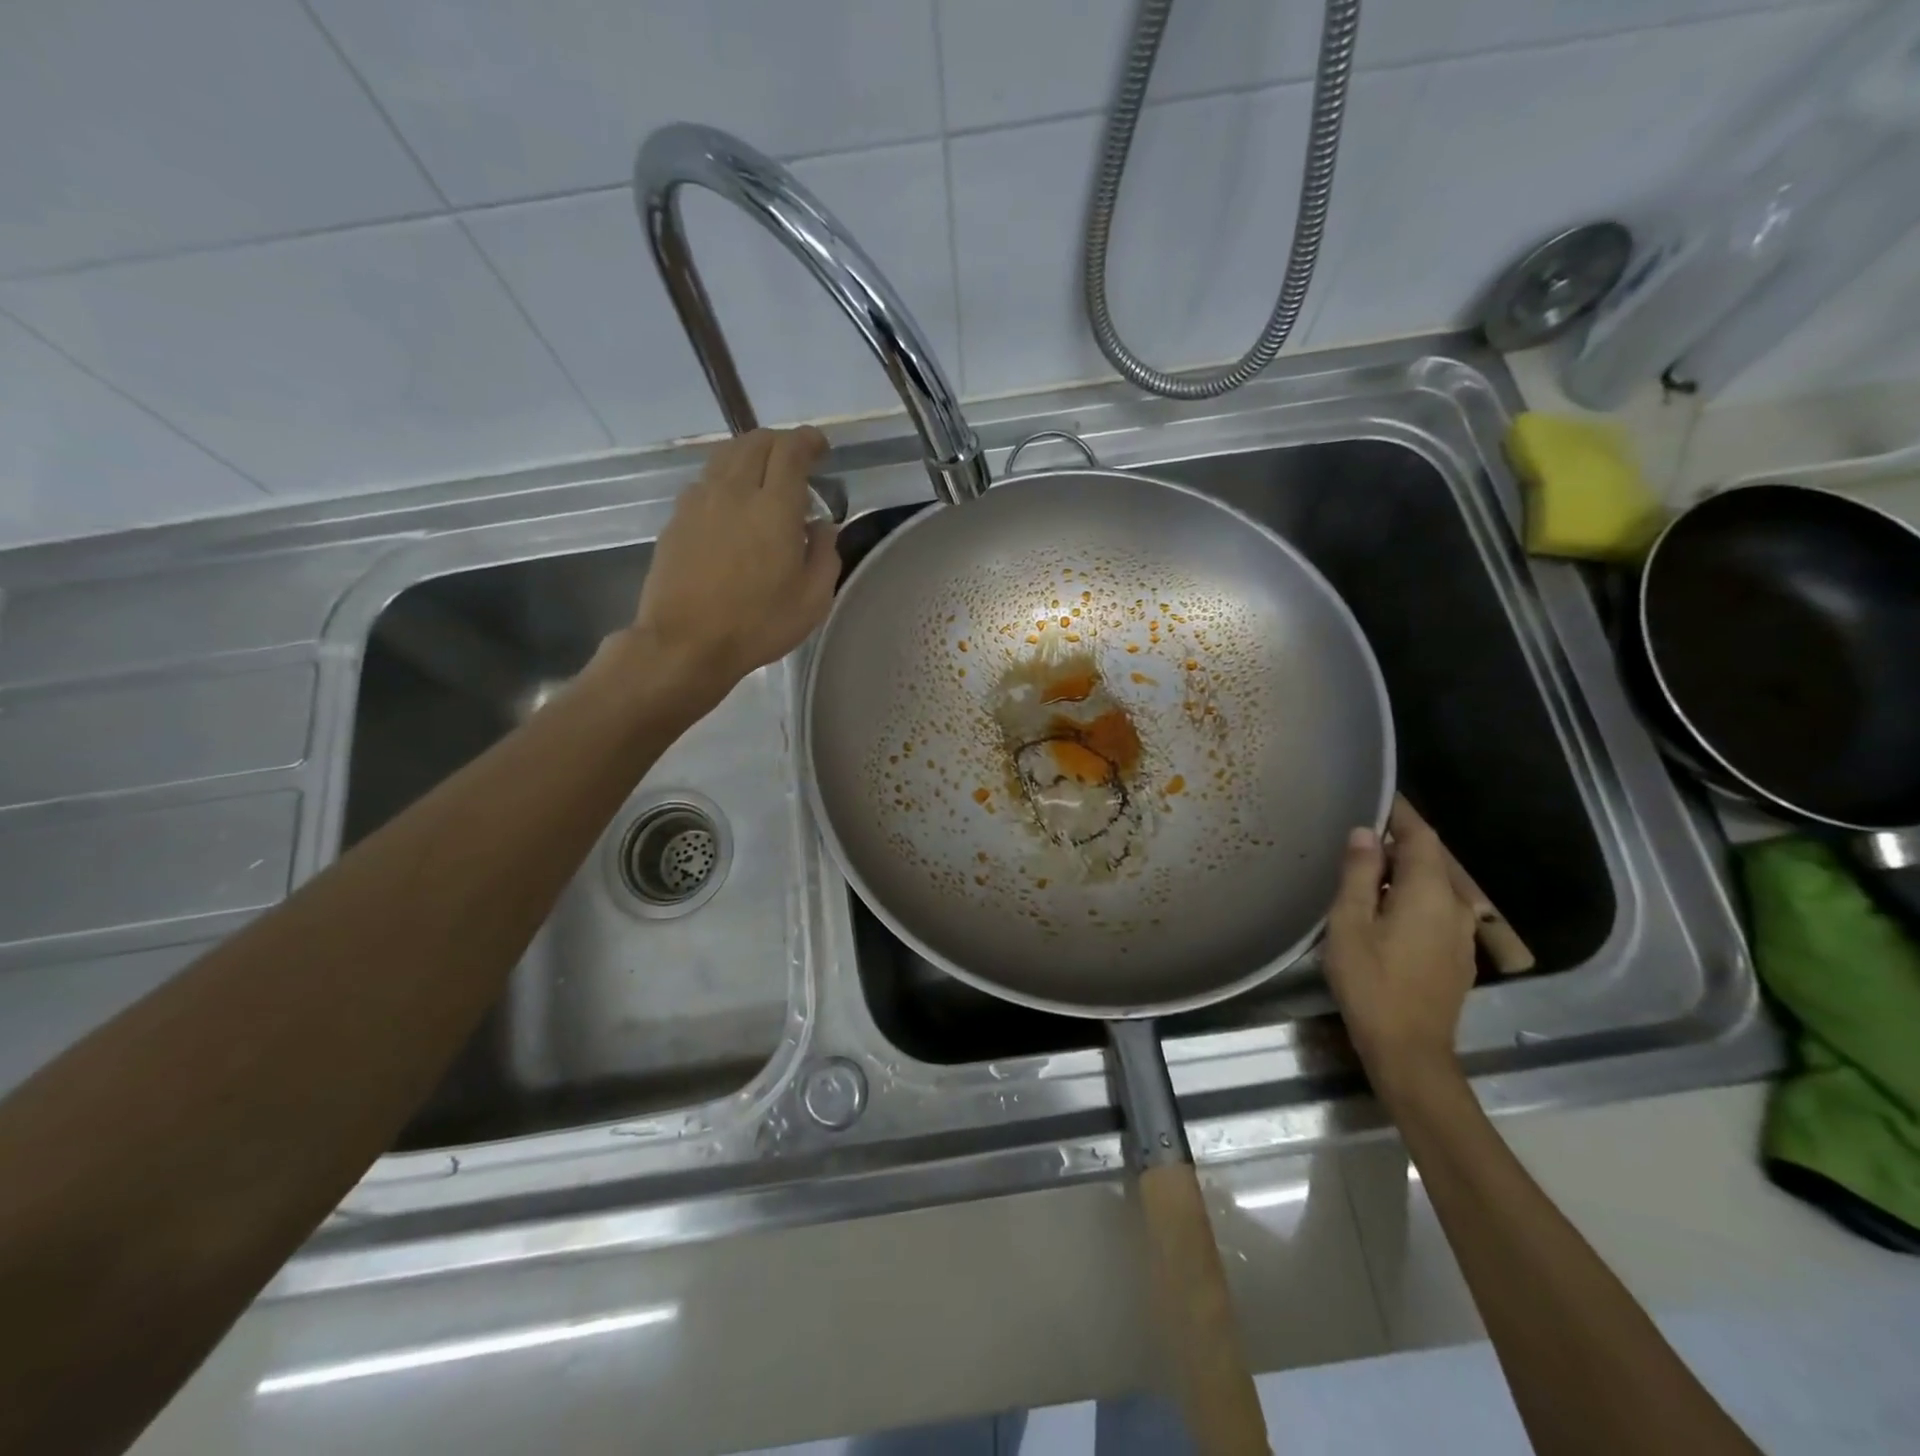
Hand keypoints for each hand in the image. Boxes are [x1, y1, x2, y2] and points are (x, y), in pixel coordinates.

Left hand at [632, 427, 839, 696]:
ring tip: (763, 475)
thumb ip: (826, 554)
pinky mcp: (677, 519)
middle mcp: (735, 491)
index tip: (821, 448)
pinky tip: (731, 504)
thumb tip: (821, 525)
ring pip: (725, 456)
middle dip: (780, 442)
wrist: (686, 643)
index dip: (808, 441)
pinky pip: (705, 481)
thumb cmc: (758, 624)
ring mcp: (699, 502)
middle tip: (796, 459)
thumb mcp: (813, 599)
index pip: (791, 450)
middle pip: (755, 442)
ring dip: (750, 455)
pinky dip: (725, 479)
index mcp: (775, 507)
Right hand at [1324, 798, 1476, 1093]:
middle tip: (1359, 835)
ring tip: (1366, 870)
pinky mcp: (1456, 957)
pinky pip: (1435, 911)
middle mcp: (1455, 907)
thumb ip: (1359, 874)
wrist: (1409, 1051)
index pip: (1421, 838)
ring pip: (1434, 887)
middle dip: (1398, 842)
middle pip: (1430, 860)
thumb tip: (1366, 833)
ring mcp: (1460, 935)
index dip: (1401, 814)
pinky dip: (1411, 897)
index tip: (1378, 796)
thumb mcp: (1350, 923)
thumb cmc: (1371, 982)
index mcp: (1428, 893)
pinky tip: (1385, 911)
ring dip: (1404, 872)